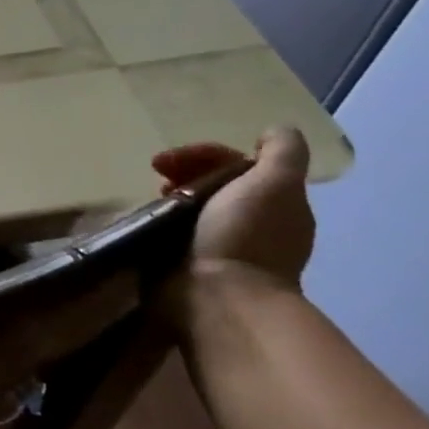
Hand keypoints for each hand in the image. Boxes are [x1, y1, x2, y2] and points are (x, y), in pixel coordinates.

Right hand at [152, 127, 315, 288]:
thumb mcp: (275, 183)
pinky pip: (174, 231)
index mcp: (277, 203)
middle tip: (157, 178)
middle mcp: (253, 222)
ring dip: (169, 197)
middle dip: (183, 173)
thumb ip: (282, 152)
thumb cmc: (245, 237)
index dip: (203, 154)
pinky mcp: (192, 265)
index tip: (168, 161)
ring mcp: (222, 246)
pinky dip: (160, 221)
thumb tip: (274, 130)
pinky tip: (147, 221)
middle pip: (214, 182)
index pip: (237, 163)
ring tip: (149, 200)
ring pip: (192, 206)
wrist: (217, 298)